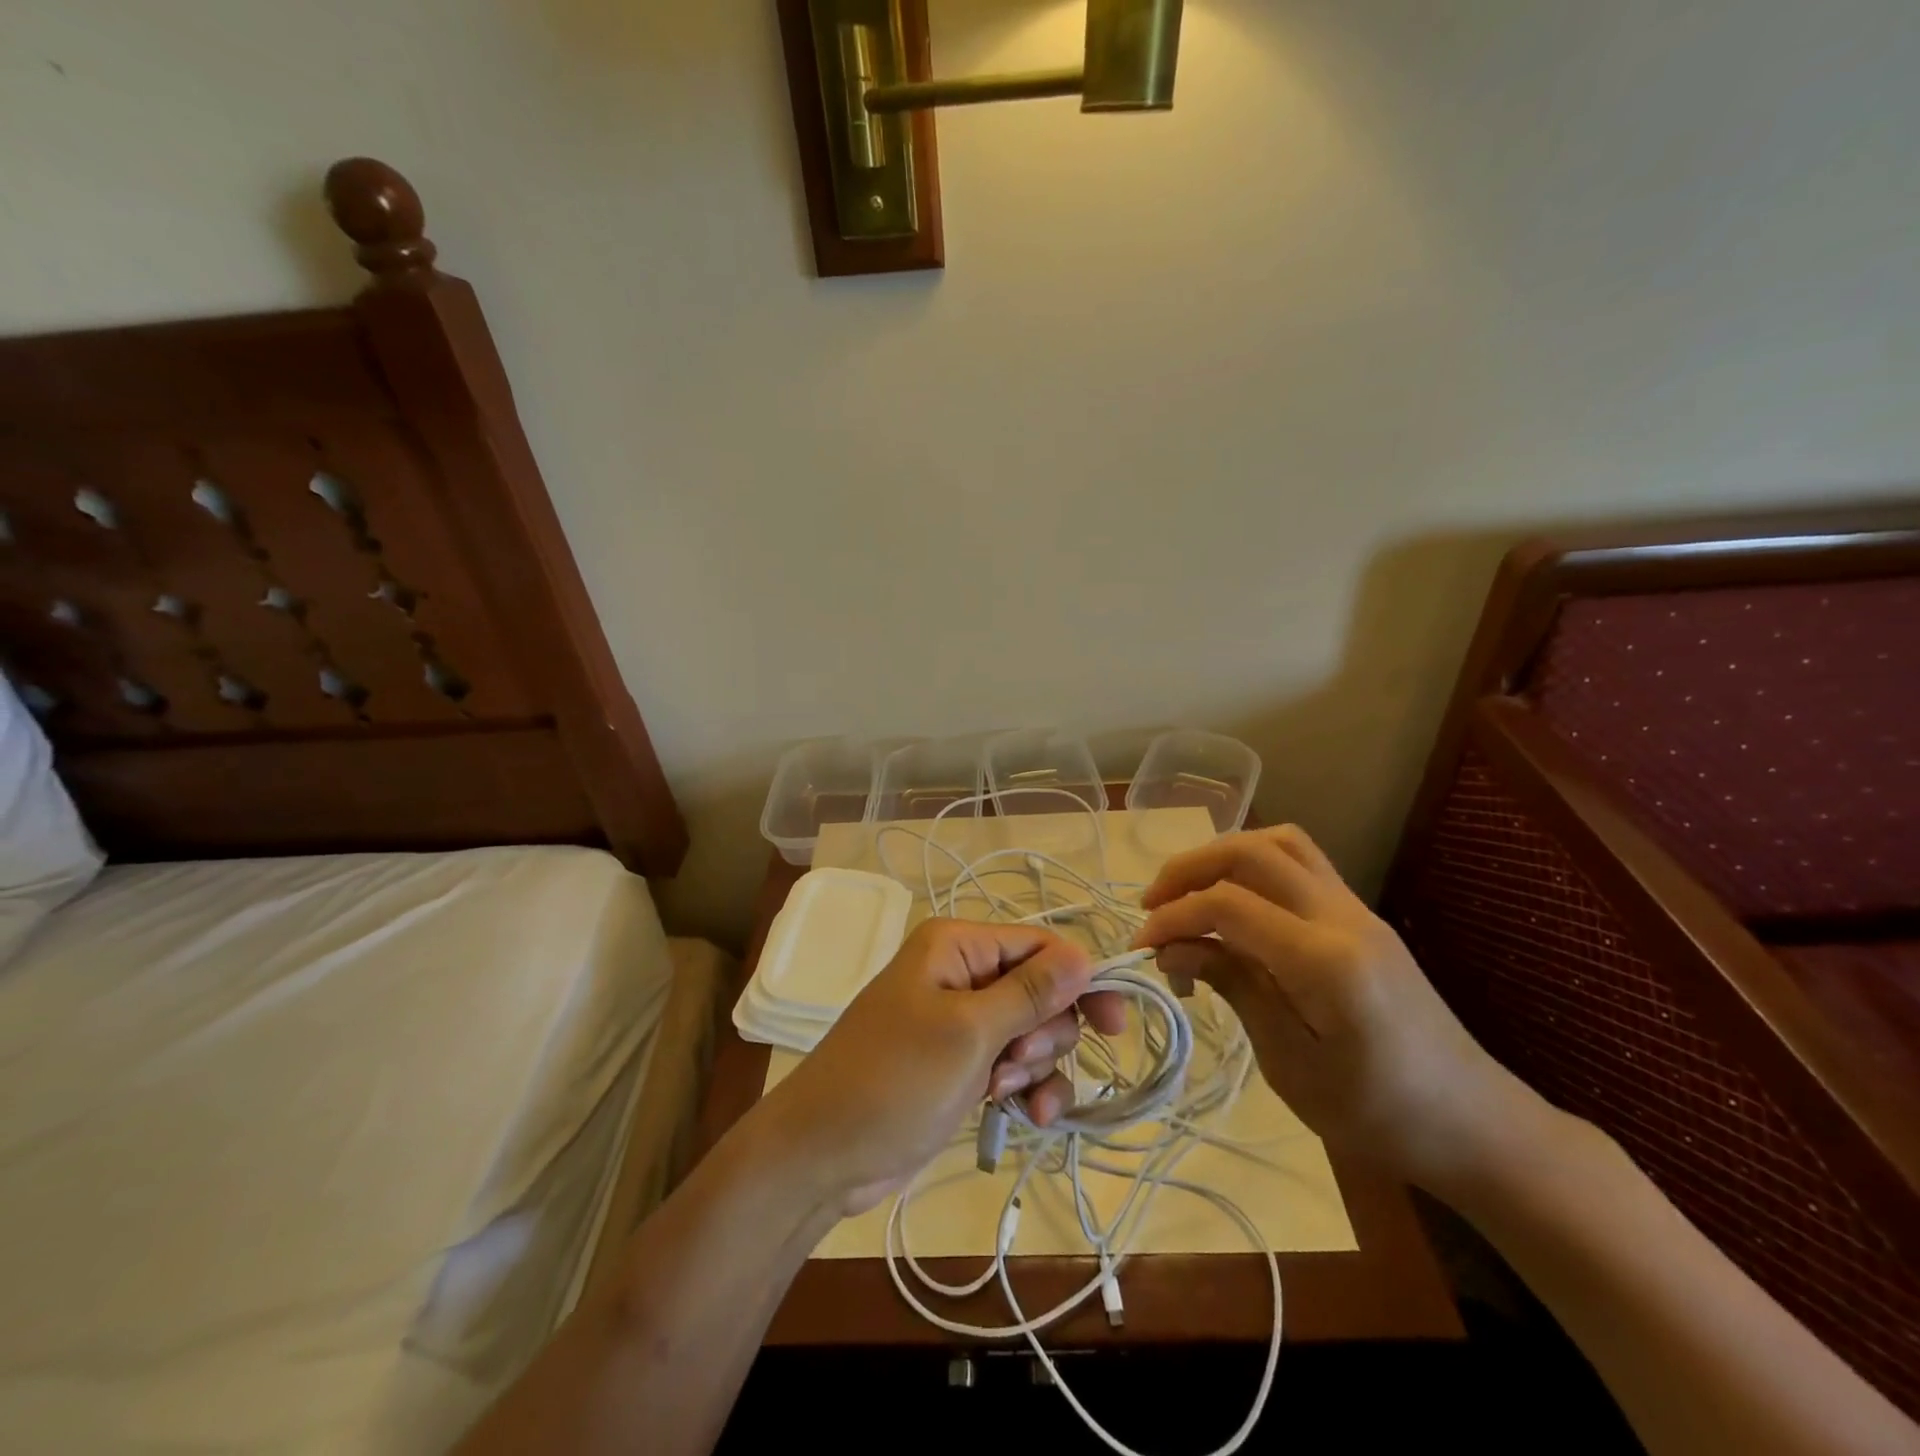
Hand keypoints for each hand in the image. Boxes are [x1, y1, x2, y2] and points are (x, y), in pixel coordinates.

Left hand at [755, 919, 1125, 1215]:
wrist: (823, 1154)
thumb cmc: (894, 1080)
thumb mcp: (967, 1033)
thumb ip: (1030, 993)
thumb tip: (1084, 954)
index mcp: (958, 947)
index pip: (1040, 946)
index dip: (1081, 981)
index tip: (1114, 1025)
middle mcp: (962, 975)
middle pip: (1042, 991)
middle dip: (1044, 1033)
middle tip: (1015, 1065)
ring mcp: (961, 1023)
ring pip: (1033, 1033)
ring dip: (1034, 1068)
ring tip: (1002, 1095)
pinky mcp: (961, 1065)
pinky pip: (1015, 1067)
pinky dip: (1026, 1091)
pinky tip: (1022, 1118)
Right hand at [1135, 825, 1545, 1193]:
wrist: (1472, 1123)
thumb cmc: (1378, 1114)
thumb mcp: (1290, 1064)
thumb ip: (1233, 988)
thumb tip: (1172, 948)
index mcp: (1326, 961)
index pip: (1229, 904)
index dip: (1174, 916)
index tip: (1141, 947)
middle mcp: (1342, 916)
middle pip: (1251, 852)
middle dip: (1188, 869)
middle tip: (1152, 906)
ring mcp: (1356, 909)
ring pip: (1279, 843)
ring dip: (1222, 857)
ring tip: (1188, 895)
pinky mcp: (1360, 916)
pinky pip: (1299, 863)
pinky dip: (1251, 868)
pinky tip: (1232, 906)